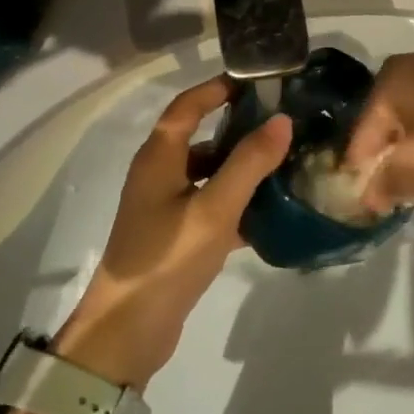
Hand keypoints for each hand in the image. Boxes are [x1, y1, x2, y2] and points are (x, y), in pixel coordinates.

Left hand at [58, 76, 291, 388]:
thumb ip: (249, 163)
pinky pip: (210, 206)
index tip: (257, 82)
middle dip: (239, 128)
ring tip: (285, 164)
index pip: (188, 106)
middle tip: (283, 124)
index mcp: (159, 157)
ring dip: (241, 168)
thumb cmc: (168, 258)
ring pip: (208, 175)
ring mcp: (165, 208)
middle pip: (200, 138)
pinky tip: (270, 212)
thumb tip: (282, 120)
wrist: (128, 331)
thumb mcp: (214, 208)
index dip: (218, 88)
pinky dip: (236, 203)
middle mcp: (159, 175)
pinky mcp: (175, 237)